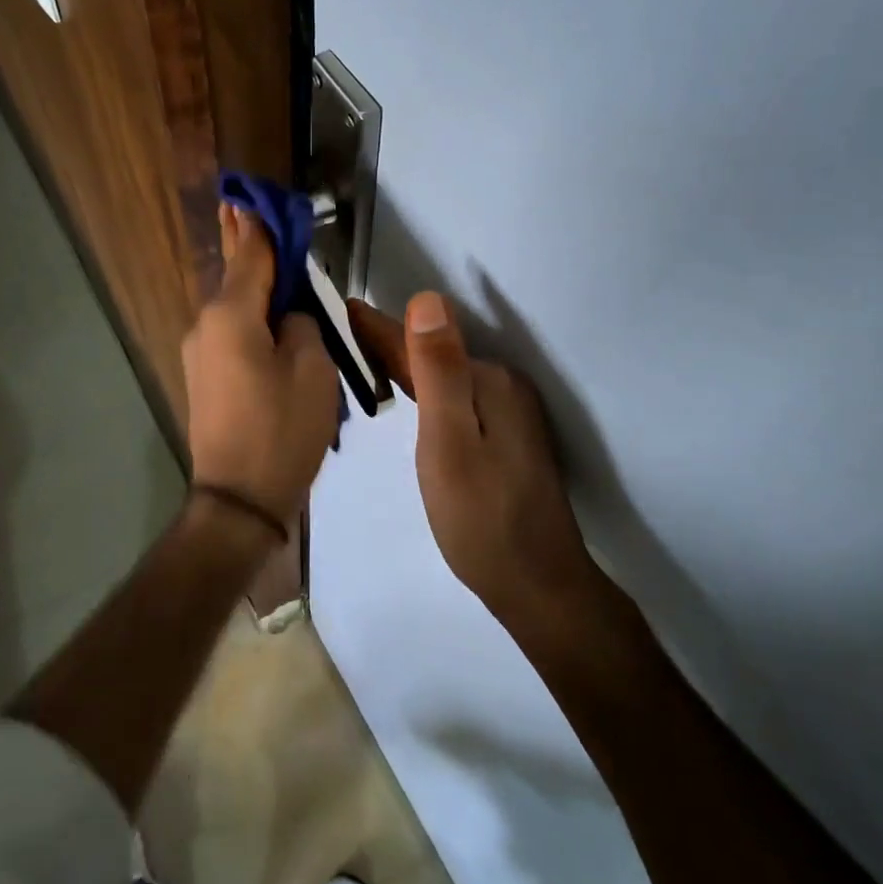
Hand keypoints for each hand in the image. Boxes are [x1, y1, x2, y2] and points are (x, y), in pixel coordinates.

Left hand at [183, 205, 341, 523]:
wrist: (239, 500)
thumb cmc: (282, 430)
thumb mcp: (313, 369)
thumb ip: (303, 325)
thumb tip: (290, 316)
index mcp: (231, 316)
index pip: (251, 254)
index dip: (260, 224)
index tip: (255, 194)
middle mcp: (205, 326)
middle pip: (236, 278)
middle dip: (247, 245)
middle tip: (246, 208)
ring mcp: (200, 355)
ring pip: (235, 309)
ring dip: (255, 289)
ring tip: (274, 267)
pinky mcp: (205, 380)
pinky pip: (232, 336)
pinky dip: (251, 320)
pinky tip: (270, 319)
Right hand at [348, 293, 594, 620]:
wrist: (537, 584)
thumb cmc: (481, 518)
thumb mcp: (450, 442)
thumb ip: (439, 371)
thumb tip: (428, 299)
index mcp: (489, 382)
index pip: (423, 343)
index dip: (380, 329)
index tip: (345, 309)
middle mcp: (505, 388)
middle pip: (435, 356)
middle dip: (392, 343)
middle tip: (345, 333)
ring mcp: (511, 414)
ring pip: (447, 378)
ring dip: (409, 365)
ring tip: (367, 358)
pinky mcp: (509, 438)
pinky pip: (459, 398)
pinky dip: (429, 391)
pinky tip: (412, 397)